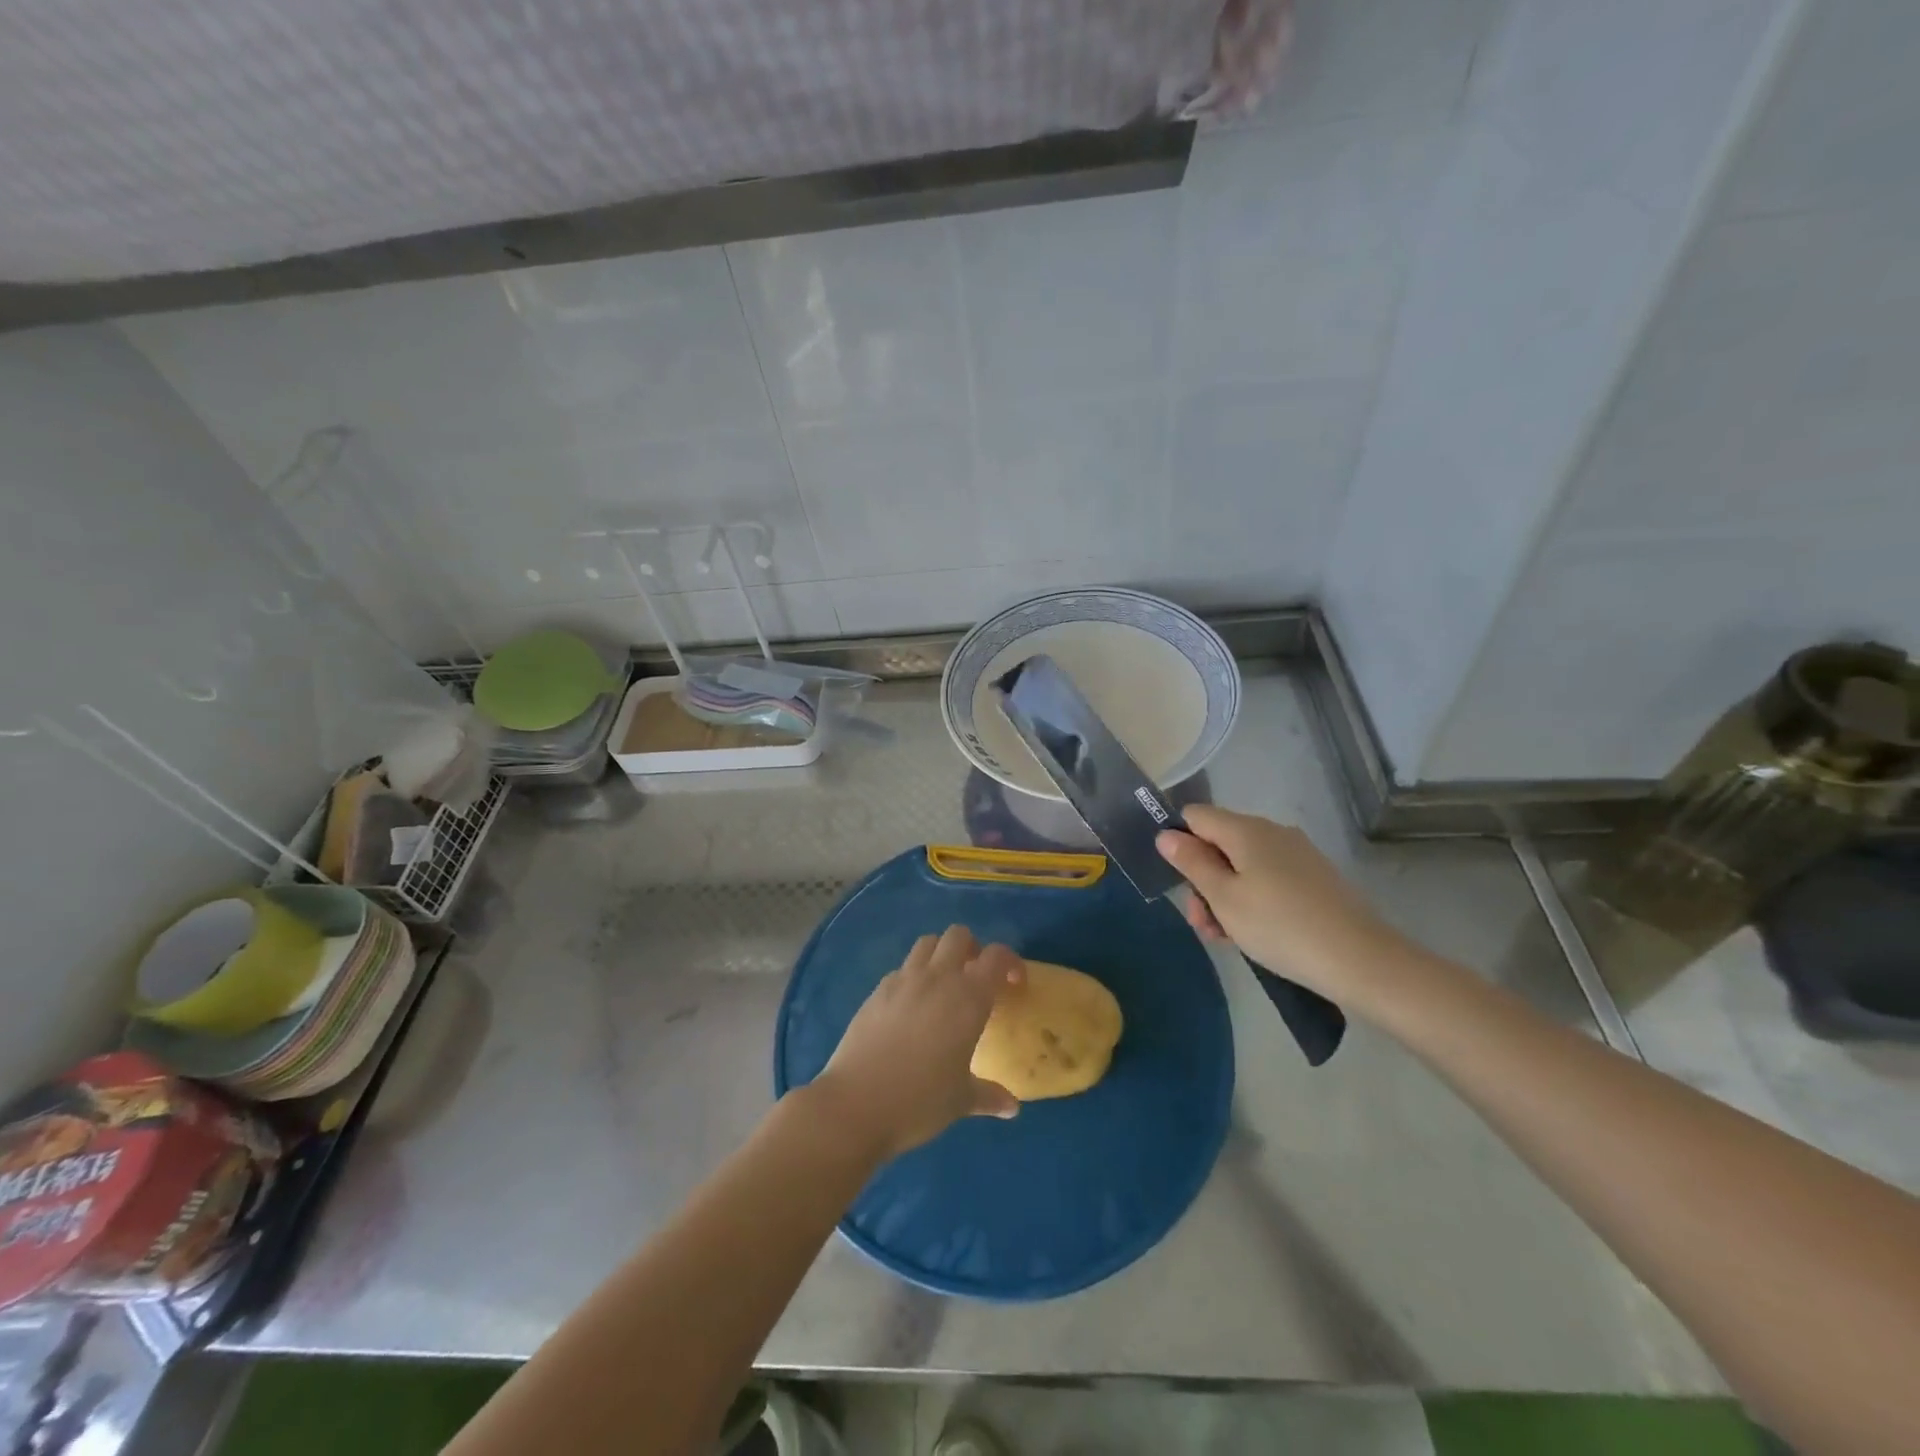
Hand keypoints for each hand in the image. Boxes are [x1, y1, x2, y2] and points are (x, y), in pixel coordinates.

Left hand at [809, 926, 1022, 1160]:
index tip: (1014, 984)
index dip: (1010, 963)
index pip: (996, 957)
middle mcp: (937, 978)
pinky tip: (911, 1006)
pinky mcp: (877, 991)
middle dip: (972, 949)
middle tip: (976, 978)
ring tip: (944, 985)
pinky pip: (901, 969)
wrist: (855, 1104)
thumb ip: (989, 1096)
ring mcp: (903, 980)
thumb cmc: (919, 1101)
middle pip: (959, 935)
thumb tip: (1011, 1107)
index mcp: (968, 997)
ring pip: (927, 943)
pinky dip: (913, 976)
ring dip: (940, 954)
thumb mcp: (961, 1101)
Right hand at [1155, 805, 1408, 1005]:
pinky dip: (1252, 900)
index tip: (1179, 880)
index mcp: (1246, 829)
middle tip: (1203, 923)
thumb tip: (1166, 834)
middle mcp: (1272, 832)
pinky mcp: (1314, 877)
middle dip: (1202, 879)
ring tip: (1225, 937)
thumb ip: (1192, 863)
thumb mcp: (1224, 898)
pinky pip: (1268, 878)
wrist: (1359, 960)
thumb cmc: (1279, 926)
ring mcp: (1296, 854)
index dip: (1179, 841)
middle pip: (1218, 843)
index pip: (1195, 816)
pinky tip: (1254, 934)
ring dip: (1225, 896)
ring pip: (1242, 865)